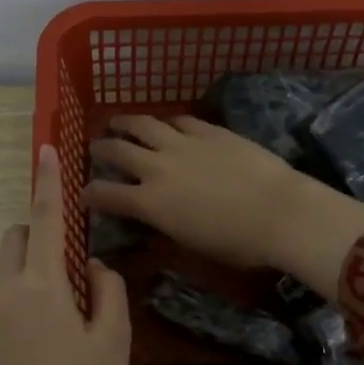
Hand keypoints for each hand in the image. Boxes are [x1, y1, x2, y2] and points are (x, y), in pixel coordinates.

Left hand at [0, 145, 130, 364]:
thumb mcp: (113, 344)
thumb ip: (108, 292)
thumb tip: (93, 266)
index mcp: (40, 288)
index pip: (43, 220)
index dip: (47, 182)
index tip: (45, 149)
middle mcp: (5, 294)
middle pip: (15, 240)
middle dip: (38, 234)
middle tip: (74, 268)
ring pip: (9, 274)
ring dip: (34, 275)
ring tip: (68, 322)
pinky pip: (3, 303)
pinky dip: (25, 303)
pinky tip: (48, 349)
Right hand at [86, 116, 363, 301]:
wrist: (280, 212)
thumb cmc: (238, 243)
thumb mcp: (191, 243)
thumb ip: (166, 224)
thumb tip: (158, 216)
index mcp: (151, 203)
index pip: (107, 194)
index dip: (90, 193)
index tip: (83, 193)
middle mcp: (158, 168)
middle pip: (118, 150)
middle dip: (100, 148)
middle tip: (94, 147)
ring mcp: (183, 144)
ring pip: (143, 125)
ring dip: (125, 122)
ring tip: (117, 121)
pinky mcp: (209, 131)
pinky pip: (179, 120)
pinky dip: (166, 122)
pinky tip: (166, 123)